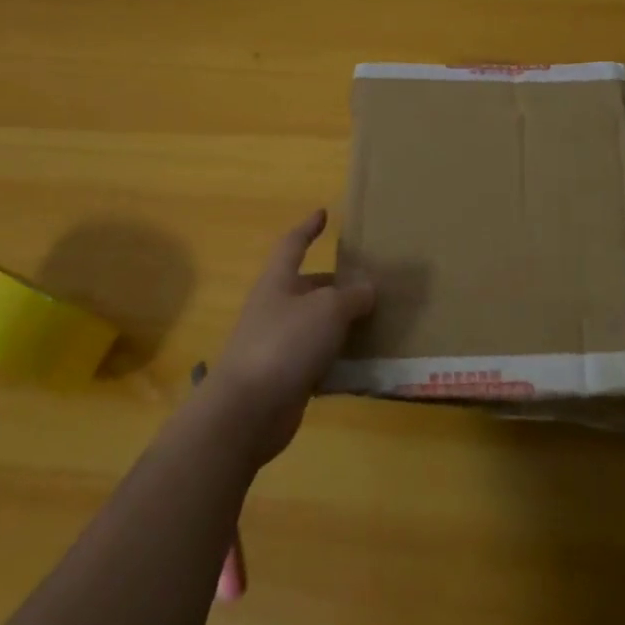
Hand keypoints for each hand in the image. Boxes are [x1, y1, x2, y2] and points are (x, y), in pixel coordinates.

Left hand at [204, 210, 375, 464]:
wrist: (247, 410)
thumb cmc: (285, 343)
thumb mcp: (328, 309)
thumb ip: (353, 295)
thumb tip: (369, 288)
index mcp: (278, 282)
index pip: (293, 245)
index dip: (308, 228)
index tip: (323, 214)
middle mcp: (275, 308)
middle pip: (308, 287)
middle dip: (336, 285)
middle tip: (371, 284)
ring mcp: (277, 345)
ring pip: (315, 325)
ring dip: (341, 323)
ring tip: (377, 321)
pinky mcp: (285, 378)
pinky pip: (317, 360)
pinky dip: (338, 359)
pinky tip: (363, 362)